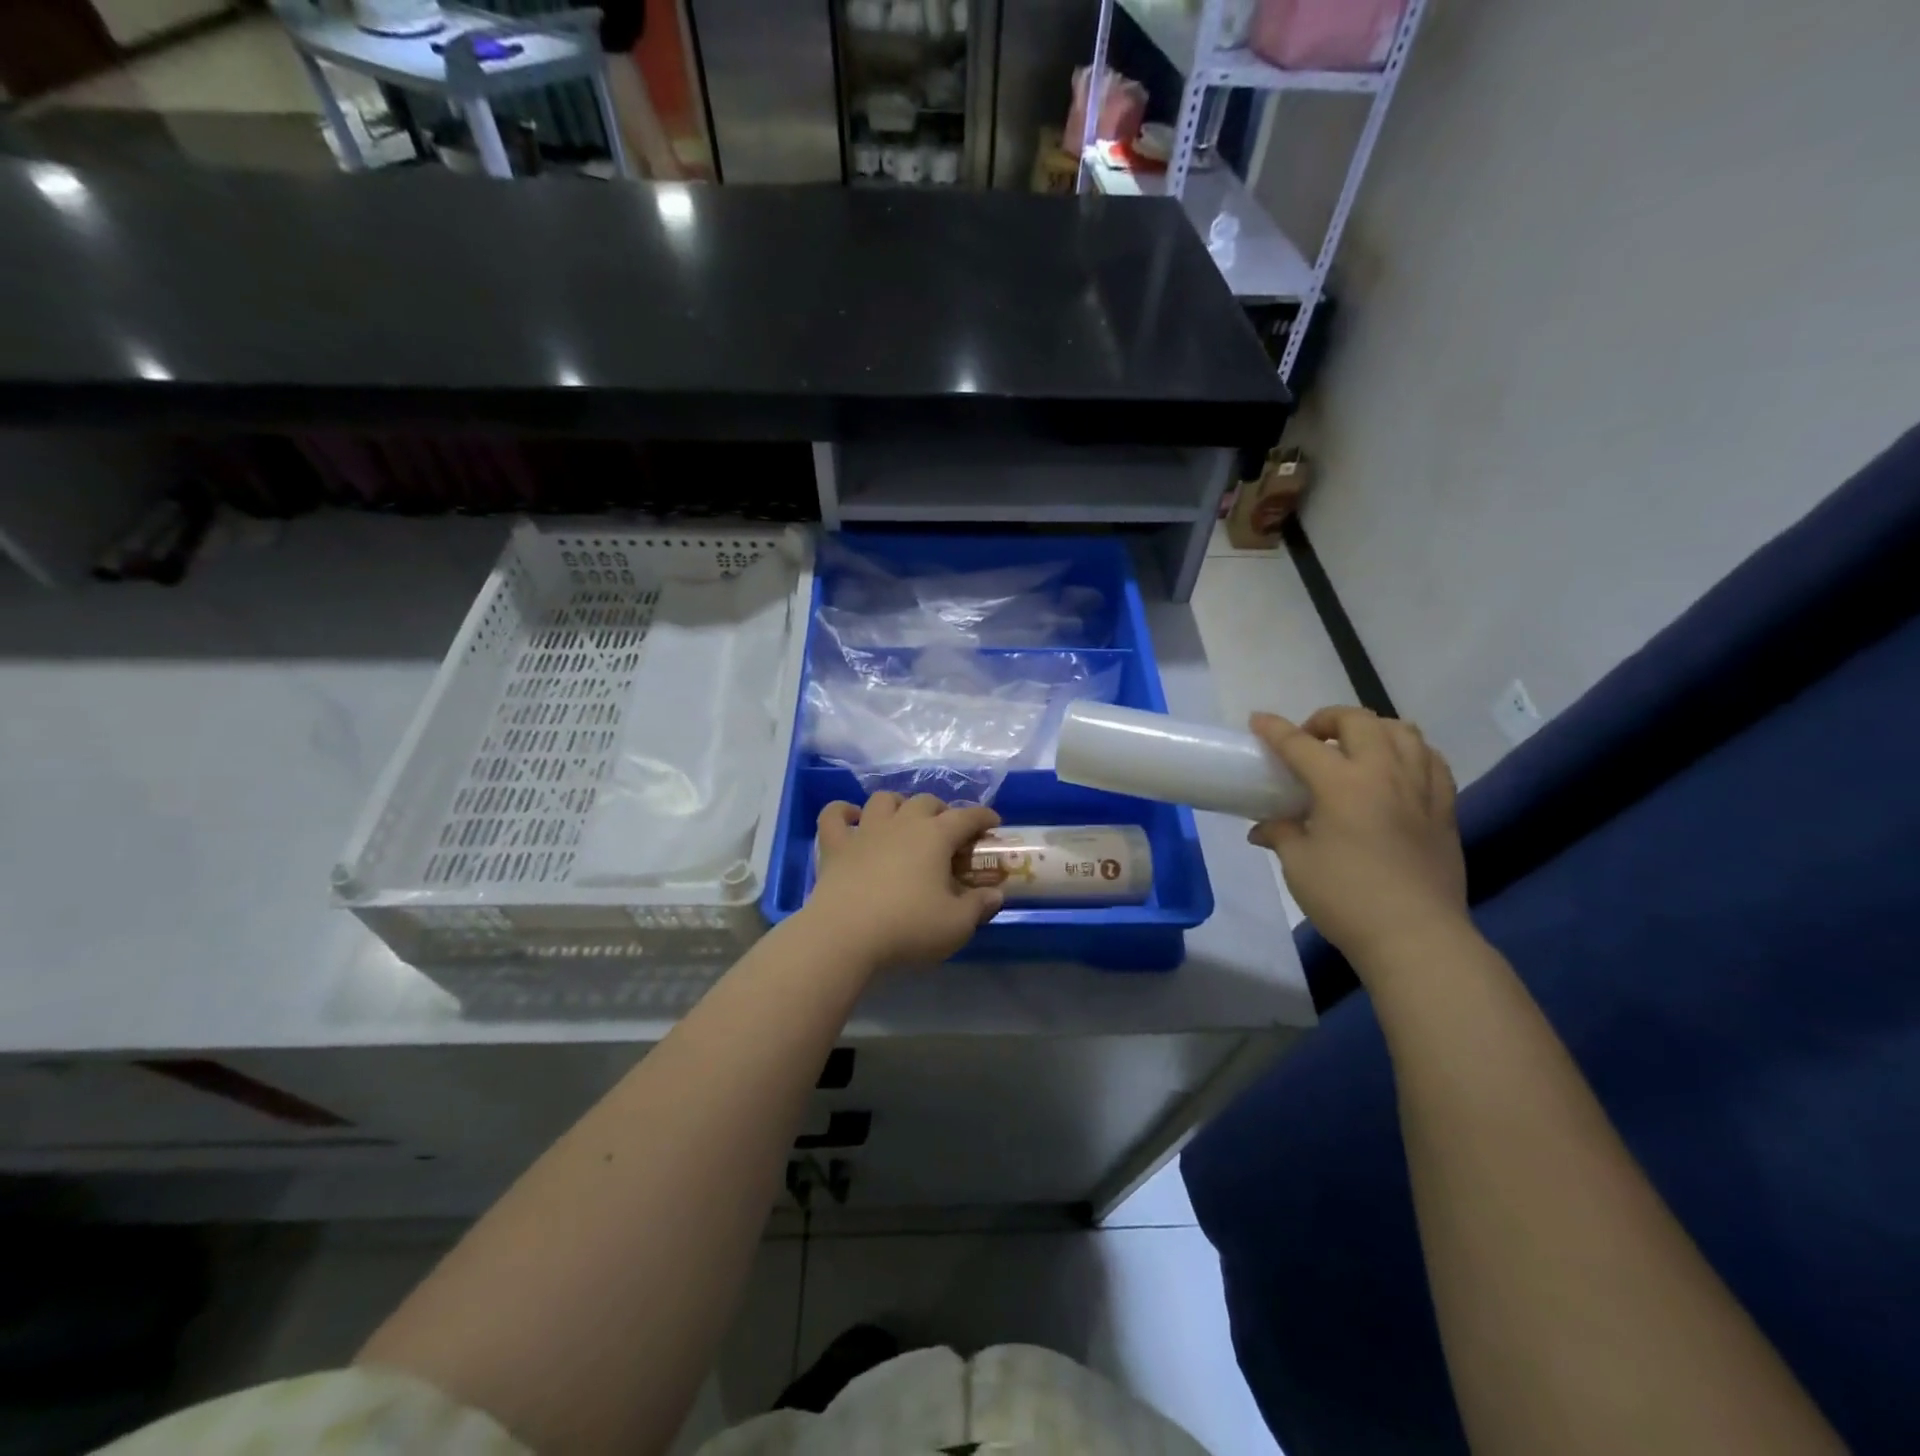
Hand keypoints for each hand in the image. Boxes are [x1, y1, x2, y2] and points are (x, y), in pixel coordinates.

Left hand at [804, 793, 1004, 970]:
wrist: (845, 936)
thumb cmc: (908, 927)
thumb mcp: (957, 925)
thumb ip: (979, 906)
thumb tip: (995, 894)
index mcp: (935, 836)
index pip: (967, 816)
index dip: (983, 816)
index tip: (993, 824)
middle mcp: (901, 823)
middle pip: (925, 802)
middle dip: (941, 811)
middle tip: (948, 833)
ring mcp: (865, 831)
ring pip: (883, 799)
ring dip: (897, 804)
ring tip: (903, 821)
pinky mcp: (835, 845)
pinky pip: (834, 815)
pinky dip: (844, 812)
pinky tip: (851, 818)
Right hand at [1248, 708, 1470, 974]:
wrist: (1415, 936)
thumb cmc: (1346, 898)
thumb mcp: (1299, 864)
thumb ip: (1282, 834)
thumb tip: (1264, 827)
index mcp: (1342, 783)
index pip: (1301, 744)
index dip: (1275, 729)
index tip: (1258, 721)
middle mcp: (1385, 773)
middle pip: (1359, 722)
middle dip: (1328, 719)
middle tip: (1310, 739)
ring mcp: (1421, 789)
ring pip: (1404, 732)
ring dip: (1373, 729)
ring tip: (1355, 748)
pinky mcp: (1445, 810)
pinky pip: (1432, 762)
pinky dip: (1410, 753)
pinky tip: (1397, 770)